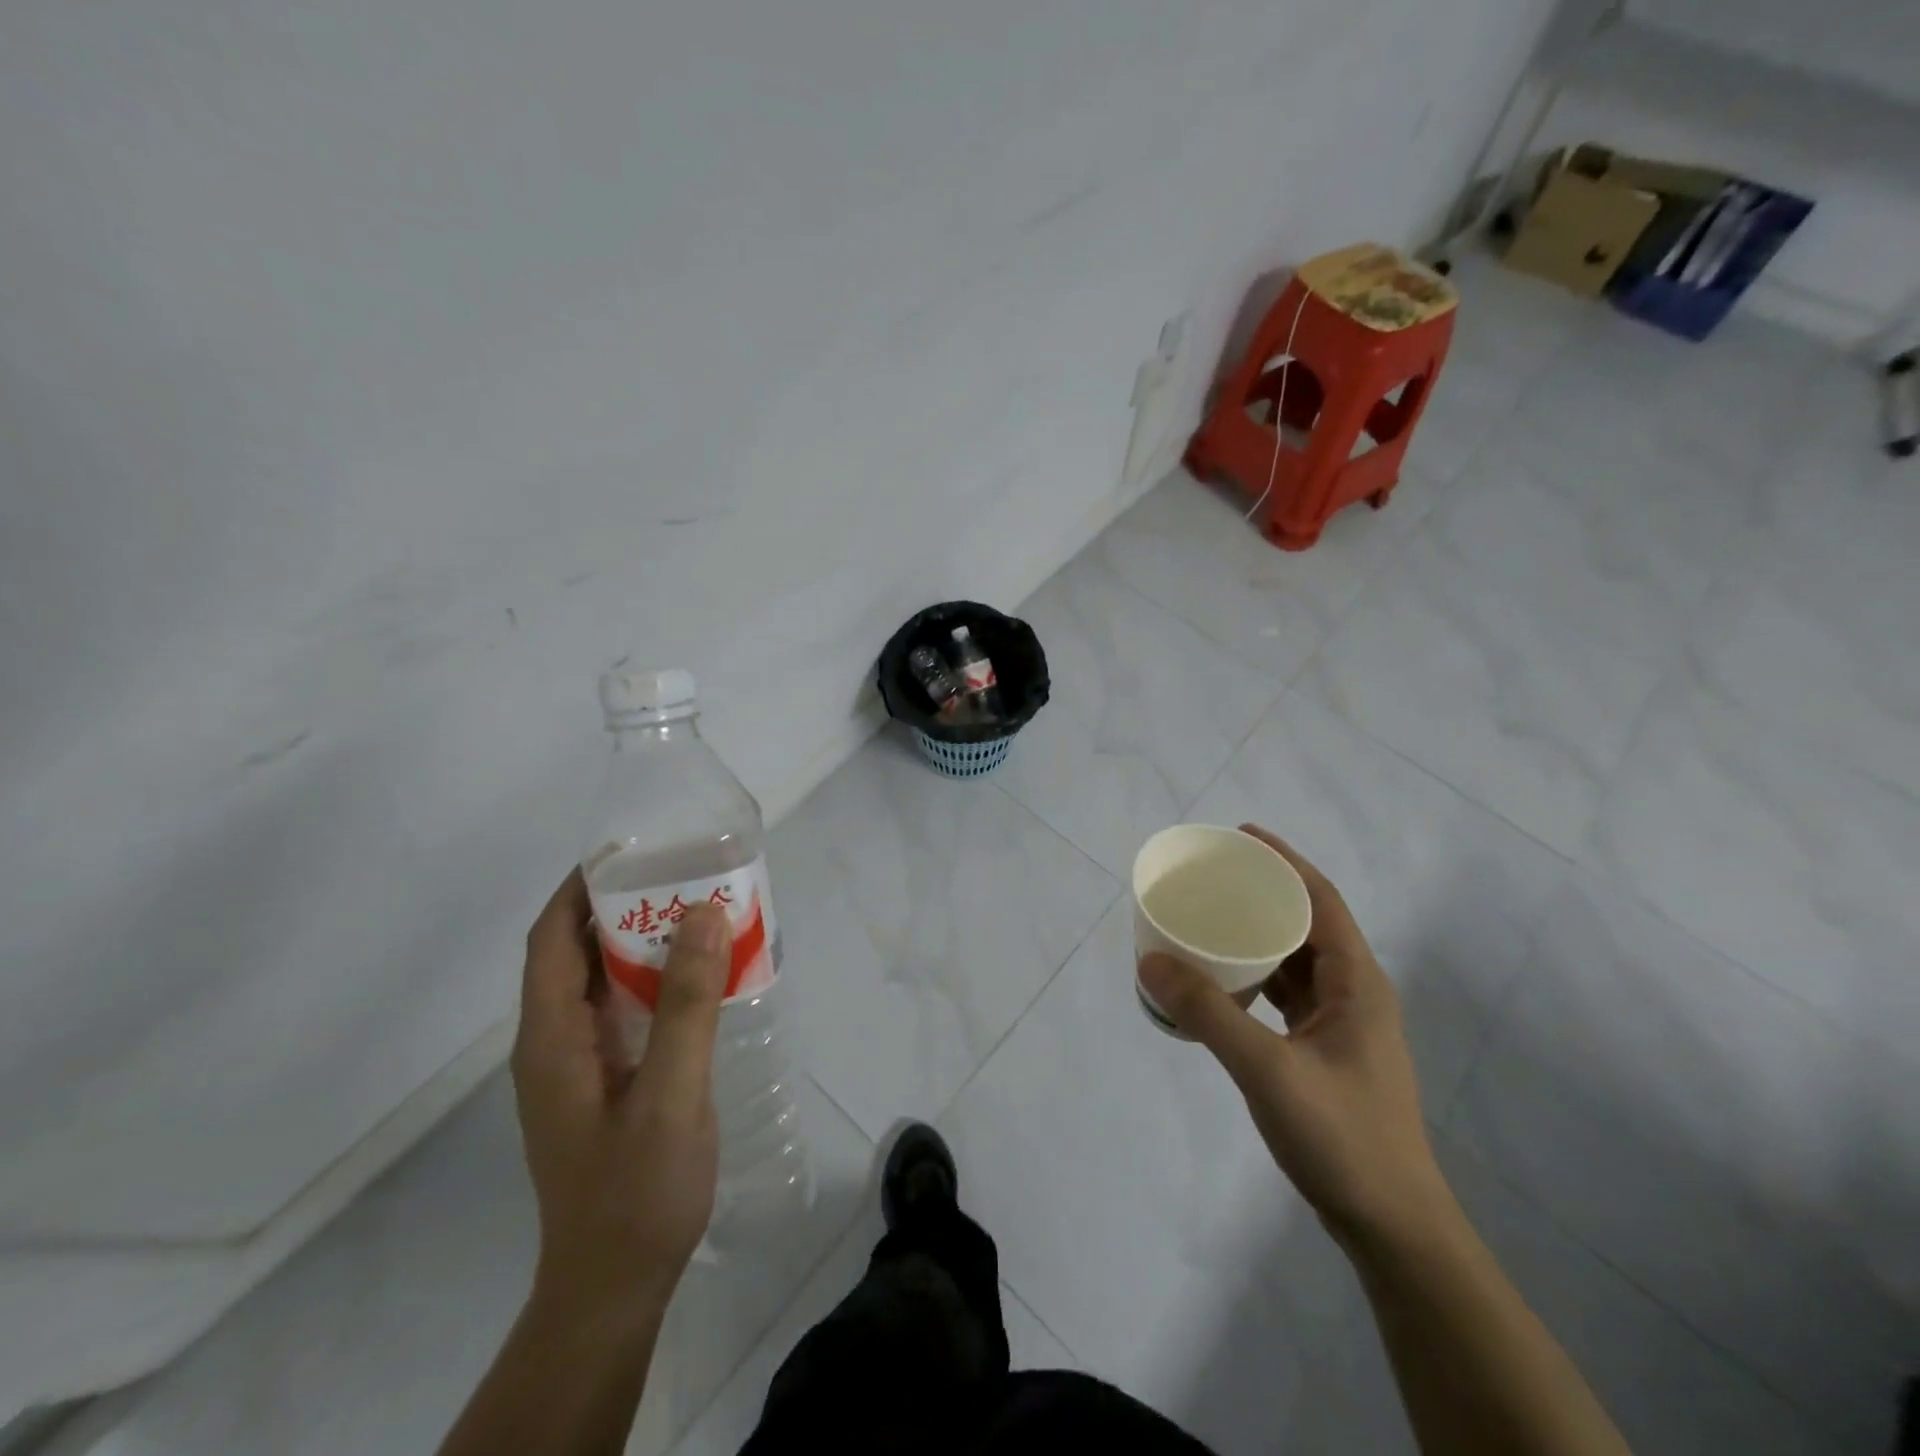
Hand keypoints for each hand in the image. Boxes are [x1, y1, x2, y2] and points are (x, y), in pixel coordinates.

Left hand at [511, 869, 729, 1326]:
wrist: (616, 1285)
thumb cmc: (637, 1191)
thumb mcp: (670, 1095)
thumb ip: (687, 1005)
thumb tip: (703, 915)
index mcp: (552, 1038)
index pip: (551, 939)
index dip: (580, 887)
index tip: (631, 851)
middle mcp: (555, 1042)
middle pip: (576, 952)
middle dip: (621, 905)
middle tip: (683, 875)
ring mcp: (579, 1064)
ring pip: (602, 980)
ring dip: (642, 941)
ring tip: (699, 911)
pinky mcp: (605, 1080)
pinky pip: (624, 1009)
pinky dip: (655, 979)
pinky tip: (700, 976)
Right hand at [1137, 825, 1448, 1249]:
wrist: (1391, 1226)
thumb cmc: (1343, 1138)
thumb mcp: (1267, 1070)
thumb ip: (1209, 1013)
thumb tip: (1150, 960)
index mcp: (1357, 982)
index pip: (1321, 899)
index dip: (1284, 861)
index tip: (1240, 836)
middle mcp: (1354, 993)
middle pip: (1307, 924)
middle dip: (1263, 893)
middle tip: (1211, 877)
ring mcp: (1341, 1025)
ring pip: (1295, 961)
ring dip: (1257, 936)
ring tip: (1210, 918)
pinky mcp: (1325, 1051)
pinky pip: (1286, 994)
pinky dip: (1255, 976)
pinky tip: (1222, 981)